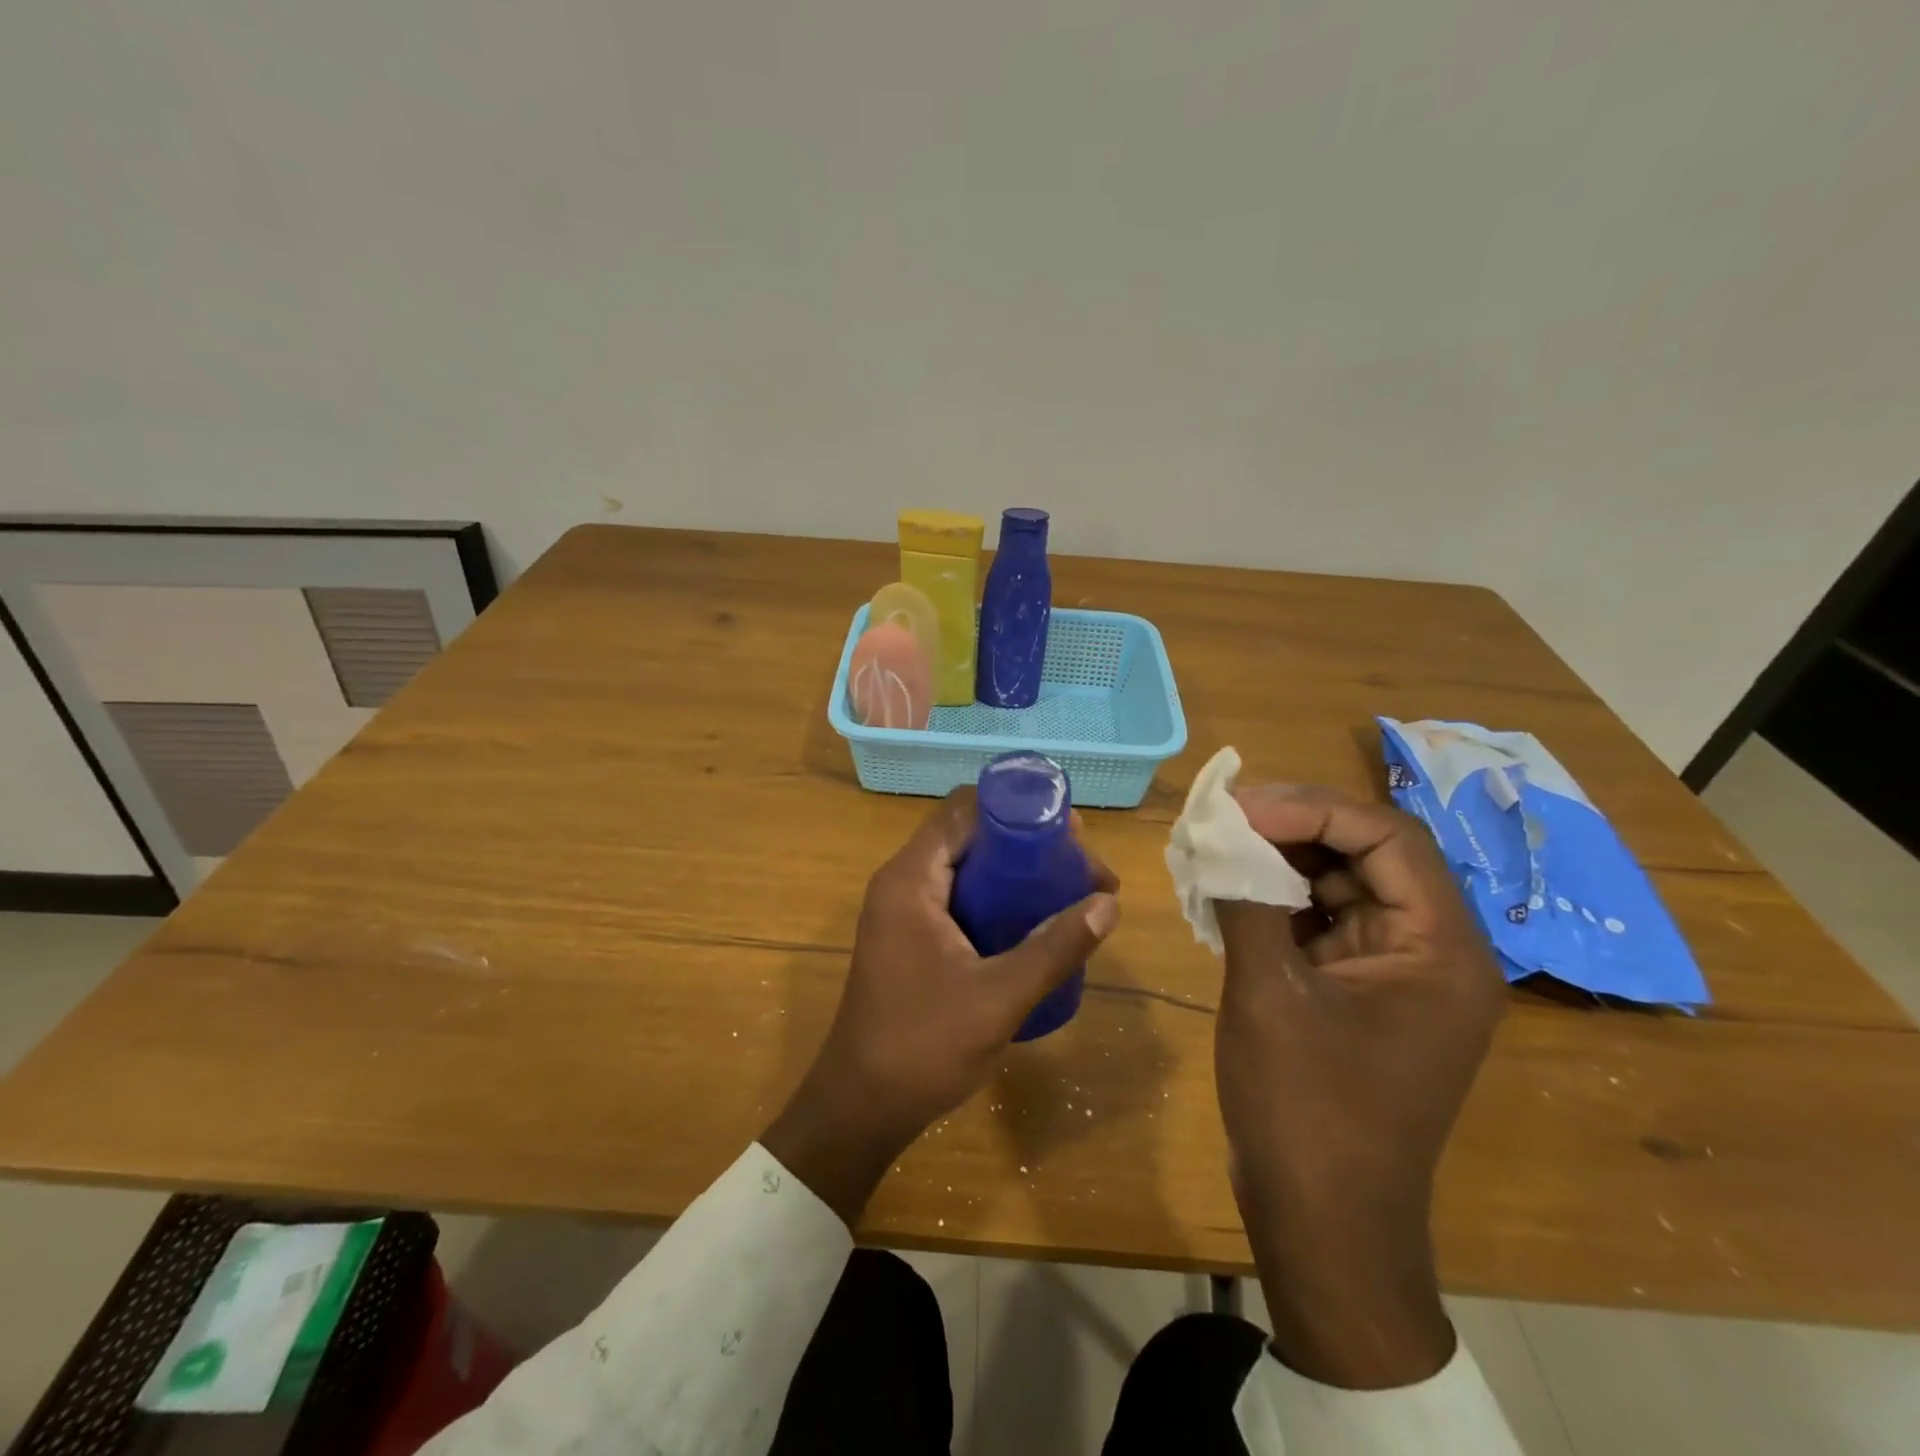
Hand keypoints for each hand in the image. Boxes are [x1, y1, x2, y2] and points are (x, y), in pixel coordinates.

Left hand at [764, 790, 1119, 1226]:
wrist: (862, 1106)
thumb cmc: (923, 1047)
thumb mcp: (999, 998)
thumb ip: (1054, 948)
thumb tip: (1108, 904)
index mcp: (911, 879)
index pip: (965, 810)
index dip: (1020, 810)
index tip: (1072, 835)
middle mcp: (903, 882)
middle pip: (970, 834)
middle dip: (1029, 843)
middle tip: (1083, 868)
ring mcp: (904, 910)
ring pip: (967, 866)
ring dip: (1016, 872)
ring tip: (1072, 891)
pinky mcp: (911, 936)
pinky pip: (960, 896)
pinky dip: (998, 898)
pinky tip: (1036, 922)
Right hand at [1214, 786, 1503, 1388]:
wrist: (1322, 1223)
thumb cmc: (1305, 1109)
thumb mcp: (1269, 994)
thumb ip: (1248, 901)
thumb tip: (1216, 833)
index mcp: (1439, 949)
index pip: (1388, 838)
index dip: (1312, 810)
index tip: (1240, 807)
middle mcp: (1431, 952)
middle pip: (1367, 856)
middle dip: (1292, 830)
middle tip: (1221, 820)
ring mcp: (1395, 974)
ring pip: (1341, 886)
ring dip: (1279, 864)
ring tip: (1216, 849)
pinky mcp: (1360, 993)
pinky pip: (1322, 924)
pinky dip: (1276, 903)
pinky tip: (1226, 896)